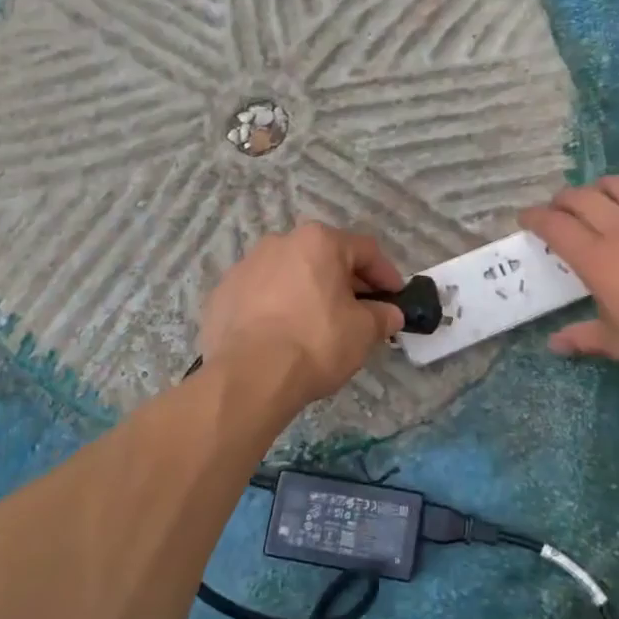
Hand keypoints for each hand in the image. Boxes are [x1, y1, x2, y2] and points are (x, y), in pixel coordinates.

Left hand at [198, 223, 406, 405]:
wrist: (249, 377)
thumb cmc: (316, 343)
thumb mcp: (364, 332)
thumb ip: (382, 316)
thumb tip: (390, 314)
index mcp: (319, 241)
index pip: (365, 250)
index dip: (386, 274)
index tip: (396, 296)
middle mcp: (280, 242)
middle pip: (324, 258)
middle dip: (345, 282)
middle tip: (360, 311)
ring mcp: (246, 266)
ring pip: (289, 274)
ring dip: (308, 292)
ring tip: (318, 323)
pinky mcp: (222, 293)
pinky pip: (260, 295)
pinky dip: (276, 308)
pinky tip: (282, 334)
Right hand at [521, 177, 618, 386]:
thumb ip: (585, 337)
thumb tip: (555, 345)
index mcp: (597, 260)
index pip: (555, 227)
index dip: (536, 218)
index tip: (527, 218)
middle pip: (584, 198)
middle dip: (564, 199)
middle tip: (560, 208)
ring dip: (605, 186)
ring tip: (601, 194)